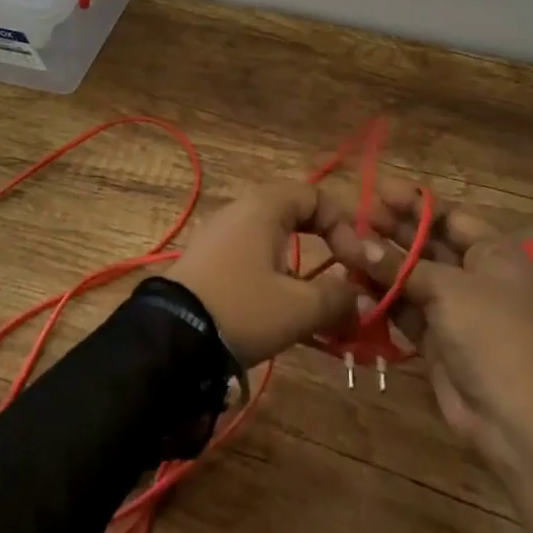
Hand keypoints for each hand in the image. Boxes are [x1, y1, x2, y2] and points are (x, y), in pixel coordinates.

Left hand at [167, 181, 361, 366]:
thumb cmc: (242, 308)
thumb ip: (337, 299)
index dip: (343, 225)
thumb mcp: (298, 308)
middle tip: (343, 276)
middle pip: (296, 214)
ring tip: (316, 304)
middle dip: (326, 245)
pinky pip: (253, 256)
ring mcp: (221, 234)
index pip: (315, 195)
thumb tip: (361, 299)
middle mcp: (242, 210)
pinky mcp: (209, 260)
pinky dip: (276, 276)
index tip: (356, 263)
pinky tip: (282, 310)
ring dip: (302, 267)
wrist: (171, 337)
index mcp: (265, 207)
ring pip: (275, 239)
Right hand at [328, 194, 532, 532]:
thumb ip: (399, 265)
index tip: (376, 191)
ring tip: (342, 246)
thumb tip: (353, 242)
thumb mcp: (447, 290)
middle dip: (391, 231)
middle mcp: (474, 274)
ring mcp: (454, 308)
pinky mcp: (436, 338)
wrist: (516, 421)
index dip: (413, 203)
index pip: (448, 216)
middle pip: (427, 243)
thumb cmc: (492, 336)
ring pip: (411, 276)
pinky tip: (353, 284)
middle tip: (351, 217)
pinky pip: (404, 308)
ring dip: (380, 263)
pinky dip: (382, 297)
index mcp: (493, 253)